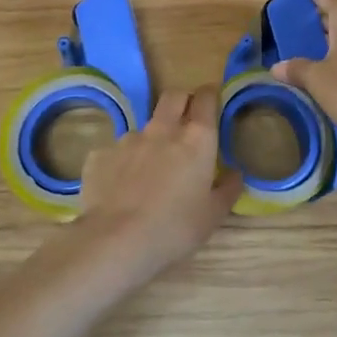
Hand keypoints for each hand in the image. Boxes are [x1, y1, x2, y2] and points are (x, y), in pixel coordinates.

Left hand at [76, 85, 238, 275]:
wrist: (114, 242)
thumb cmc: (174, 229)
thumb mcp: (213, 216)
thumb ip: (227, 189)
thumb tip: (235, 174)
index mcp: (196, 139)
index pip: (205, 98)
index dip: (209, 95)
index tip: (211, 101)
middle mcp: (162, 130)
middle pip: (173, 97)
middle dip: (181, 101)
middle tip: (185, 121)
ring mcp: (128, 139)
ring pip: (144, 128)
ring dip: (151, 140)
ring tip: (149, 171)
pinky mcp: (100, 154)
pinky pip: (116, 152)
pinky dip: (123, 163)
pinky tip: (120, 188)